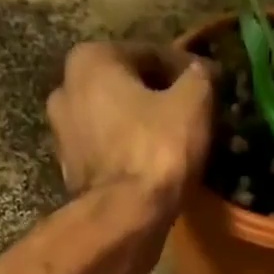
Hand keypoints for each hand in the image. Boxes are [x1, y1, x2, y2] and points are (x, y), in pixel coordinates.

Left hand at [47, 41, 215, 218]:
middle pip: (127, 88)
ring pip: (116, 123)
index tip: (210, 86)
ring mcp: (63, 136)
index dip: (185, 69)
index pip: (150, 54)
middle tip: (193, 115)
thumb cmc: (157, 150)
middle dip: (159, 99)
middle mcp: (65, 90)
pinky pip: (110, 154)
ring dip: (143, 128)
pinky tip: (155, 169)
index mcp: (89, 59)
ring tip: (176, 144)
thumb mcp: (193, 102)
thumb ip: (199, 76)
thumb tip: (201, 72)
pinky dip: (130, 156)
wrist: (124, 218)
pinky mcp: (71, 174)